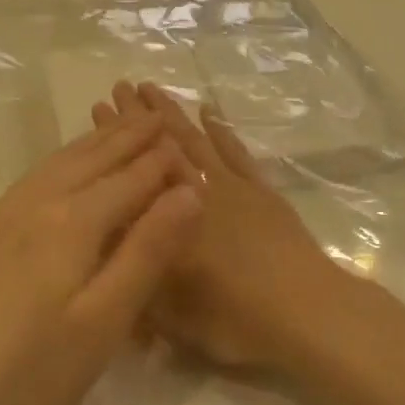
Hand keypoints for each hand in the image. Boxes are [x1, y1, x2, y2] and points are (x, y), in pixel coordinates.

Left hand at [0, 113, 199, 404]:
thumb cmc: (35, 370)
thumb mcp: (105, 319)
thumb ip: (148, 251)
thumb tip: (189, 192)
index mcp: (74, 221)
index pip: (131, 177)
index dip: (163, 161)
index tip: (189, 143)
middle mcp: (40, 201)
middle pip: (95, 156)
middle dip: (130, 135)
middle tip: (160, 114)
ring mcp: (8, 211)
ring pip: (63, 159)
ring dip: (98, 138)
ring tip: (122, 123)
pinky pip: (39, 173)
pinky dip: (67, 155)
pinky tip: (69, 162)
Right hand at [93, 83, 349, 374]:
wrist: (306, 312)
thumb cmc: (233, 317)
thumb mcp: (170, 312)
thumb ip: (136, 273)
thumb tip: (105, 246)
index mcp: (169, 219)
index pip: (133, 169)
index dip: (114, 140)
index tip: (98, 107)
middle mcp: (197, 192)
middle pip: (162, 145)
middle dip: (138, 117)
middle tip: (119, 86)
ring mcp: (232, 186)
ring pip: (195, 139)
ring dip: (172, 113)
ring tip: (152, 87)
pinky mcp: (261, 190)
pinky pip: (235, 151)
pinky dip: (221, 129)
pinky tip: (208, 111)